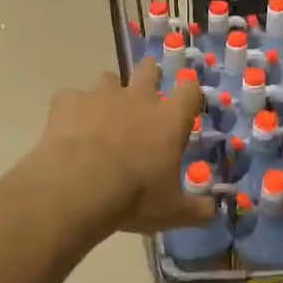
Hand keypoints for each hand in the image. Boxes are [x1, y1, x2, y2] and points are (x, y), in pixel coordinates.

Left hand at [35, 63, 214, 234]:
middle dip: (149, 79)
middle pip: (149, 70)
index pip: (190, 90)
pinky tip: (69, 128)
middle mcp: (138, 98)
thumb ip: (197, 210)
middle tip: (144, 100)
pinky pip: (70, 97)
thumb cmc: (134, 197)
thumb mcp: (173, 211)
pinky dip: (72, 109)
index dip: (190, 94)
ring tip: (102, 117)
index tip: (186, 105)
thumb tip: (214, 212)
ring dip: (109, 94)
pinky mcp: (68, 101)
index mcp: (169, 119)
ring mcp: (101, 96)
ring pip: (108, 79)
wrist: (78, 188)